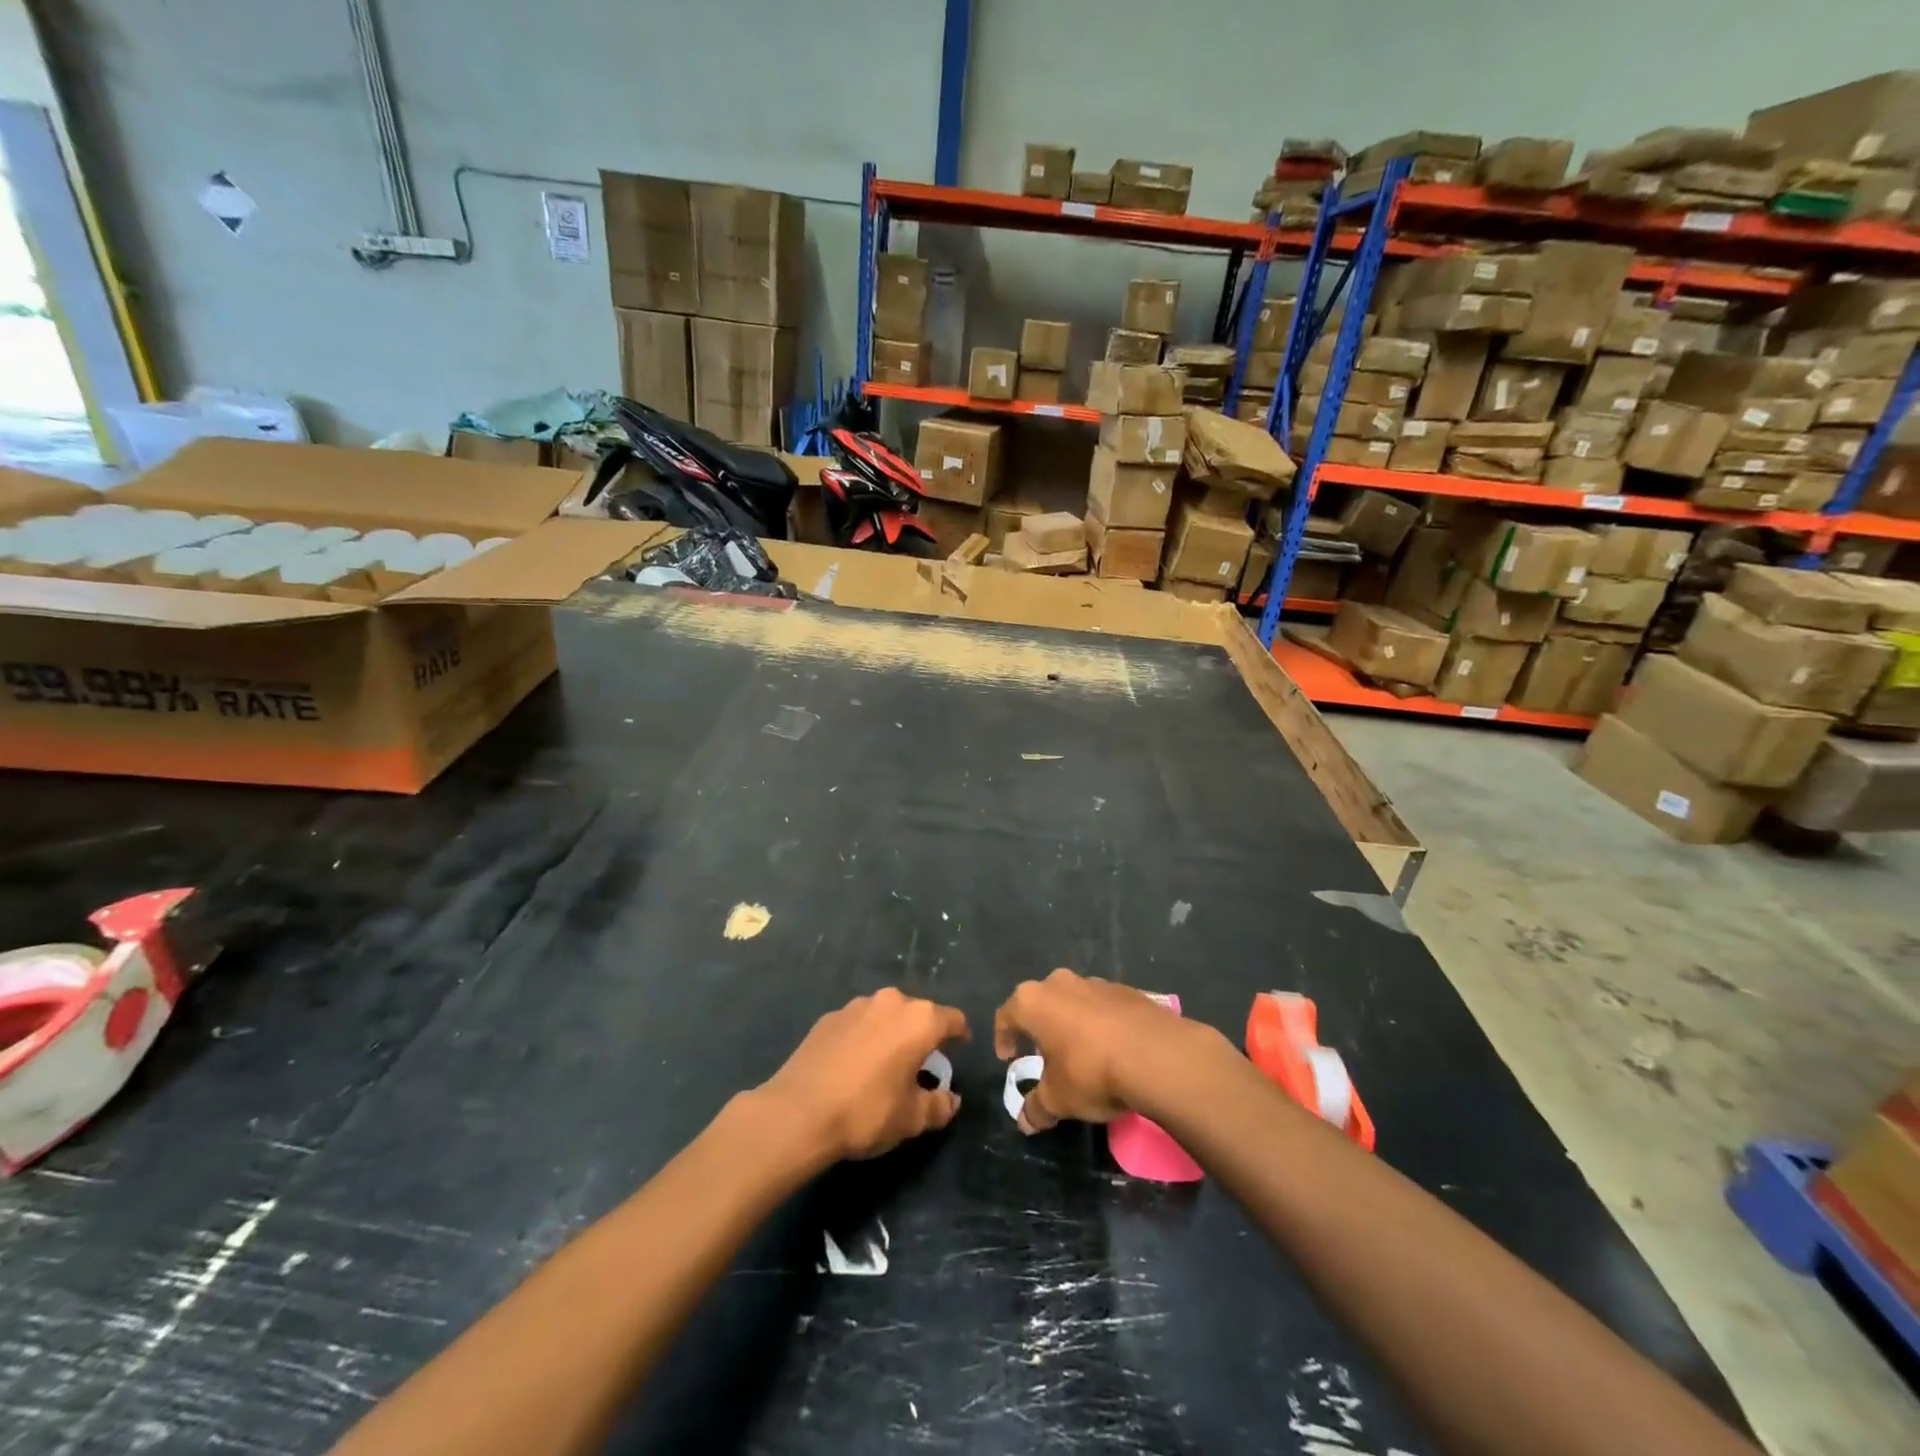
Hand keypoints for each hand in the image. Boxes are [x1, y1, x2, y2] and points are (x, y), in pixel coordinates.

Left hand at [758, 988, 968, 1162]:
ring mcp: (856, 1006)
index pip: (952, 1019)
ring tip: (884, 1065)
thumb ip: (940, 1106)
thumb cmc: (867, 1112)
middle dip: (922, 1035)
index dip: (960, 1034)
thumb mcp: (912, 1119)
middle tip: (920, 1065)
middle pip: (917, 1014)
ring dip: (890, 1034)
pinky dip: (863, 1039)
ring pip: (885, 1016)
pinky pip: (858, 1024)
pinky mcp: (828, 1017)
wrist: (798, 1112)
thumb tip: (951, 1099)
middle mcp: (891, 1002)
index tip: (960, 1049)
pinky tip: (852, 1066)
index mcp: (919, 1020)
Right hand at [994, 968, 1213, 1132]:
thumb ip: (1037, 1108)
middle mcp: (1060, 983)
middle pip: (1041, 1002)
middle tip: (1044, 1054)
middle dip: (1040, 1027)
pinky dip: (1102, 1024)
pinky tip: (1113, 1049)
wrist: (1156, 1055)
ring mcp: (1096, 983)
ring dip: (1072, 1023)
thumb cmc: (1091, 1072)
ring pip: (1074, 1001)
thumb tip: (1025, 1121)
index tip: (1009, 1058)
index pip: (1006, 1015)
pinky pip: (1104, 1007)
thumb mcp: (1058, 1099)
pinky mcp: (1127, 991)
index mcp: (1033, 1001)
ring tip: (1082, 1053)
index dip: (1004, 1037)